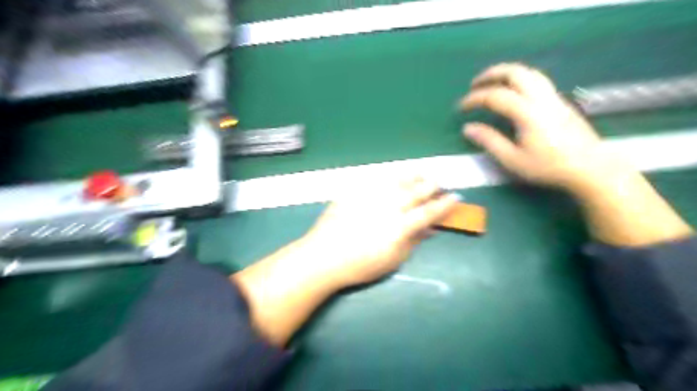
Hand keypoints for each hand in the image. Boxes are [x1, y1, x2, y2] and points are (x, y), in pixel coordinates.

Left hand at [298, 177, 457, 286]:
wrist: (324, 257)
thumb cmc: (361, 265)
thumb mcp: (393, 260)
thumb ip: (413, 241)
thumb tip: (429, 229)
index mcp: (401, 226)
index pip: (429, 212)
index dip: (445, 205)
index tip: (455, 197)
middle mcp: (389, 206)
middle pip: (416, 192)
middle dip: (431, 186)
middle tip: (439, 183)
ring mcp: (371, 196)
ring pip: (398, 181)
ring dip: (413, 177)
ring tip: (422, 173)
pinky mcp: (356, 192)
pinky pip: (377, 179)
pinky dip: (390, 176)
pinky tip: (395, 175)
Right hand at [459, 62, 690, 246]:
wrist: (590, 167)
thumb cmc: (548, 167)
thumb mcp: (512, 160)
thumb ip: (489, 141)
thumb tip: (467, 128)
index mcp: (527, 113)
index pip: (495, 96)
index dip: (474, 99)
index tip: (460, 108)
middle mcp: (541, 98)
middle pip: (515, 73)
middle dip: (491, 74)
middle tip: (474, 84)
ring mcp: (554, 97)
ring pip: (529, 72)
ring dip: (507, 73)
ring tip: (492, 83)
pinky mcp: (561, 101)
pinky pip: (537, 80)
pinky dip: (519, 79)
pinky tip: (513, 92)